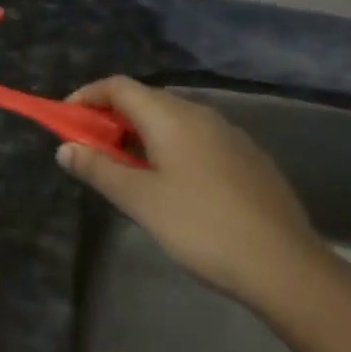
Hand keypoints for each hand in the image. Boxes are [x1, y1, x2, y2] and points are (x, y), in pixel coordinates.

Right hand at [56, 77, 326, 316]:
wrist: (285, 265)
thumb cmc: (201, 227)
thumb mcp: (140, 200)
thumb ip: (98, 169)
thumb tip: (66, 149)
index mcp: (171, 116)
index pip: (118, 86)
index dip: (87, 96)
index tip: (66, 119)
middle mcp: (200, 114)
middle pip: (145, 100)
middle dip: (111, 118)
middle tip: (92, 150)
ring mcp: (229, 134)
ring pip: (173, 120)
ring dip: (141, 134)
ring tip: (127, 170)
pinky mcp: (248, 158)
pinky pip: (197, 138)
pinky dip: (170, 147)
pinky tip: (173, 184)